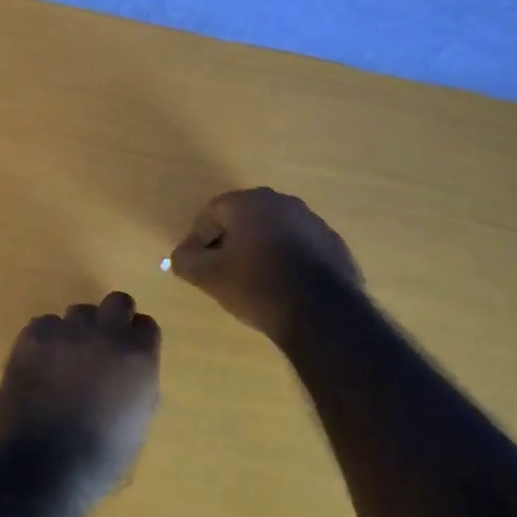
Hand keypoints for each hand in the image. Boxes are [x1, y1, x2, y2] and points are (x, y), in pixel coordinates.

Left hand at [0, 292, 161, 504]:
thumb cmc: (99, 460)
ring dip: (78, 330)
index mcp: (138, 357)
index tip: (129, 353)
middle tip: (102, 345)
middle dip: (113, 318)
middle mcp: (107, 334)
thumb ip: (139, 388)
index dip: (137, 339)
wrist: (41, 468)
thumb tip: (131, 374)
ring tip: (66, 358)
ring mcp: (68, 331)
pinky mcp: (33, 336)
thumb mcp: (137, 426)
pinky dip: (45, 339)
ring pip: (78, 312)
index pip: (146, 326)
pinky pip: (44, 324)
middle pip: (117, 302)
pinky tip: (39, 363)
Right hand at [169, 187, 363, 340]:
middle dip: (231, 240)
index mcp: (249, 202)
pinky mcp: (334, 244)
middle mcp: (282, 202)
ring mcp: (313, 221)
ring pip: (274, 230)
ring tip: (256, 281)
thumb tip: (182, 254)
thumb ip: (186, 260)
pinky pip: (301, 246)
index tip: (199, 263)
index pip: (212, 211)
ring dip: (261, 248)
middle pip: (244, 217)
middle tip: (224, 270)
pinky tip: (286, 286)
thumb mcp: (209, 277)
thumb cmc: (258, 287)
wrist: (323, 314)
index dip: (199, 237)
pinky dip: (289, 259)